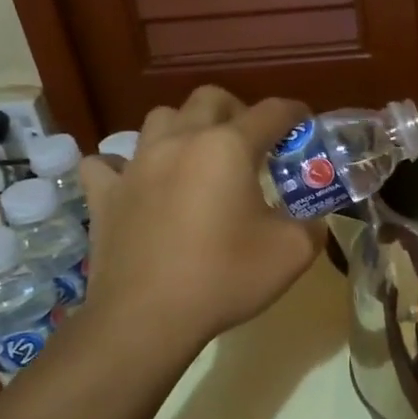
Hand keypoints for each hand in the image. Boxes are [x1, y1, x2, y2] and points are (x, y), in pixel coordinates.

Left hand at [77, 87, 322, 350]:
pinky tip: (137, 184)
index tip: (305, 126)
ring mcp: (135, 165)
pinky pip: (108, 163)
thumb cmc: (224, 279)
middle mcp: (180, 141)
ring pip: (160, 119)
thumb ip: (313, 225)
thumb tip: (313, 220)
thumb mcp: (293, 254)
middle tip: (252, 145)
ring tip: (197, 159)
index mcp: (228, 148)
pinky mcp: (104, 194)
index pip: (272, 112)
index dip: (295, 114)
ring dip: (184, 129)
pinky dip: (124, 167)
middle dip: (237, 111)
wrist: (146, 319)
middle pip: (210, 99)